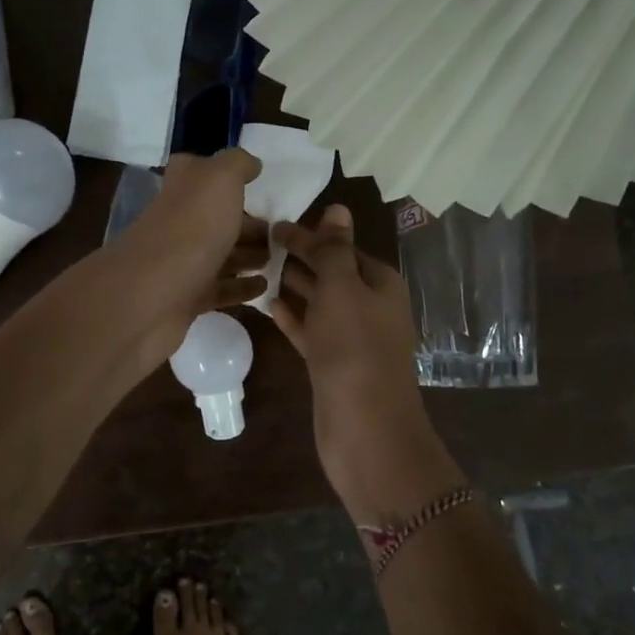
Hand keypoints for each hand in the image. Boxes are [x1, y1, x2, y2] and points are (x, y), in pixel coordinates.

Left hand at [101, 149, 268, 370]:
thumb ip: (237, 164)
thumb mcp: (219, 179)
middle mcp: (179, 221)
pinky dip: (242, 287)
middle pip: (217, 218)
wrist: (152, 294)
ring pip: (221, 254)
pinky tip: (265, 286)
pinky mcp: (187, 298)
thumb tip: (251, 164)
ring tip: (279, 258)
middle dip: (249, 223)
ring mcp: (181, 262)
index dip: (229, 175)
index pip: (201, 172)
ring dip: (249, 255)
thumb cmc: (192, 228)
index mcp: (183, 188)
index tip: (260, 183)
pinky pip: (220, 289)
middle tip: (282, 233)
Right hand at [271, 204, 455, 518]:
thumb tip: (337, 208)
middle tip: (255, 244)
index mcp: (379, 282)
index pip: (342, 247)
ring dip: (292, 286)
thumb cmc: (354, 347)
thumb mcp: (342, 287)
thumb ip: (333, 249)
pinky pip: (310, 331)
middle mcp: (369, 306)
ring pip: (319, 302)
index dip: (310, 235)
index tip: (271, 225)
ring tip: (255, 268)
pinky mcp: (332, 364)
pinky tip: (268, 305)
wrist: (364, 426)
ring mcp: (351, 338)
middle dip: (298, 258)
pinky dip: (292, 317)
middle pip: (331, 272)